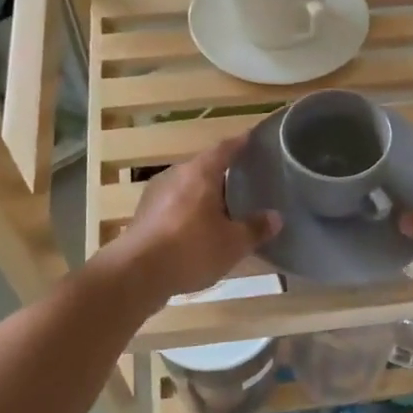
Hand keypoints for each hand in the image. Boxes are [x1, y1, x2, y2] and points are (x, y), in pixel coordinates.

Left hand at [103, 136, 278, 301]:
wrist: (136, 274)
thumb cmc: (191, 249)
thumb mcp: (233, 243)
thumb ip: (255, 228)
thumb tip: (276, 217)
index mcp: (200, 173)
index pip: (225, 149)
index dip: (240, 143)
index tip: (252, 138)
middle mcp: (176, 175)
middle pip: (204, 167)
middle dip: (223, 174)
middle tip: (245, 181)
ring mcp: (155, 195)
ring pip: (188, 188)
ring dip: (205, 195)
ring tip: (225, 207)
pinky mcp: (144, 216)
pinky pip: (175, 206)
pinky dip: (190, 212)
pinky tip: (200, 229)